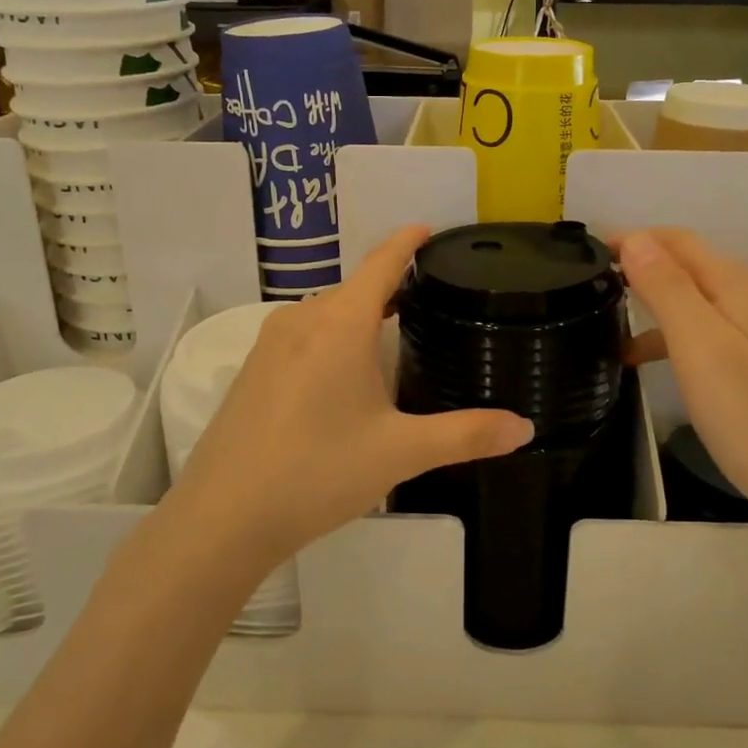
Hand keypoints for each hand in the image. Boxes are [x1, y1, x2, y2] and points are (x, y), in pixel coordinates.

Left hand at [173, 226, 533, 571]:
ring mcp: (270, 345)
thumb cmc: (318, 471)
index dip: (406, 242)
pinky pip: (303, 336)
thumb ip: (466, 435)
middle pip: (354, 289)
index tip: (428, 229)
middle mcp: (302, 320)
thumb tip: (525, 428)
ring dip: (359, 315)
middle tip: (429, 299)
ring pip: (326, 314)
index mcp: (340, 323)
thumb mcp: (401, 452)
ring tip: (393, 333)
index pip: (381, 264)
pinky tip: (343, 375)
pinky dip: (332, 338)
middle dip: (389, 287)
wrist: (223, 518)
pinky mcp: (252, 371)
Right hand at [617, 229, 747, 551]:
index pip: (680, 241)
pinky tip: (670, 370)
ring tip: (616, 336)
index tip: (591, 253)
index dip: (635, 238)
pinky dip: (687, 339)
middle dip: (646, 267)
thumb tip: (637, 238)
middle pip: (696, 266)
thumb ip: (668, 289)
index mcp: (742, 287)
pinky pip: (723, 333)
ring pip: (708, 303)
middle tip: (597, 288)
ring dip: (663, 307)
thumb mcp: (702, 349)